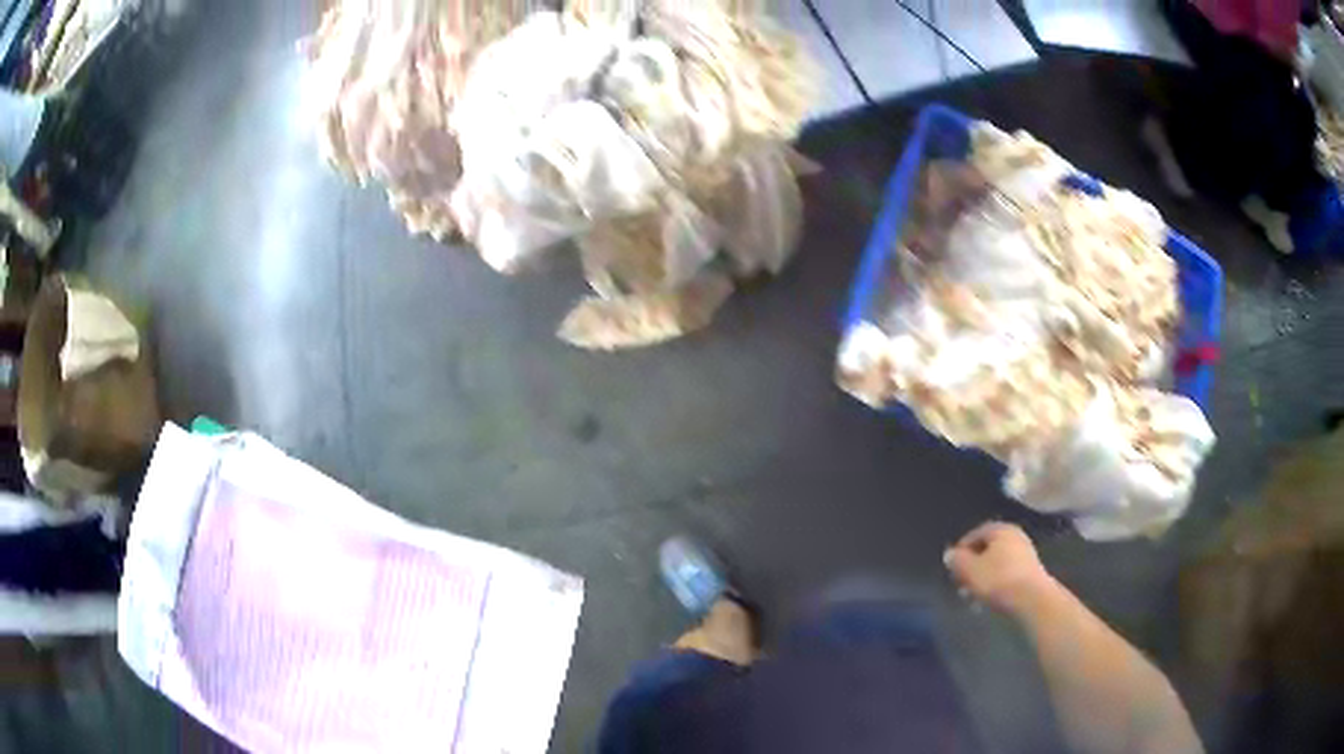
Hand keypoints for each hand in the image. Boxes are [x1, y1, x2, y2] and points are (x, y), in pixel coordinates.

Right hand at [944, 521, 1055, 616]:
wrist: (1032, 599)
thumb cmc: (998, 579)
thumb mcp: (970, 570)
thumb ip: (957, 560)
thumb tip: (950, 554)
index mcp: (1000, 529)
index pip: (975, 534)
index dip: (961, 550)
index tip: (952, 568)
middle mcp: (1015, 536)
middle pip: (987, 549)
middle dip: (972, 567)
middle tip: (961, 584)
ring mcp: (1025, 553)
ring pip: (997, 563)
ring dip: (983, 578)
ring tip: (973, 597)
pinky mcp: (1030, 571)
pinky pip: (1007, 573)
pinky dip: (996, 583)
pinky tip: (989, 599)